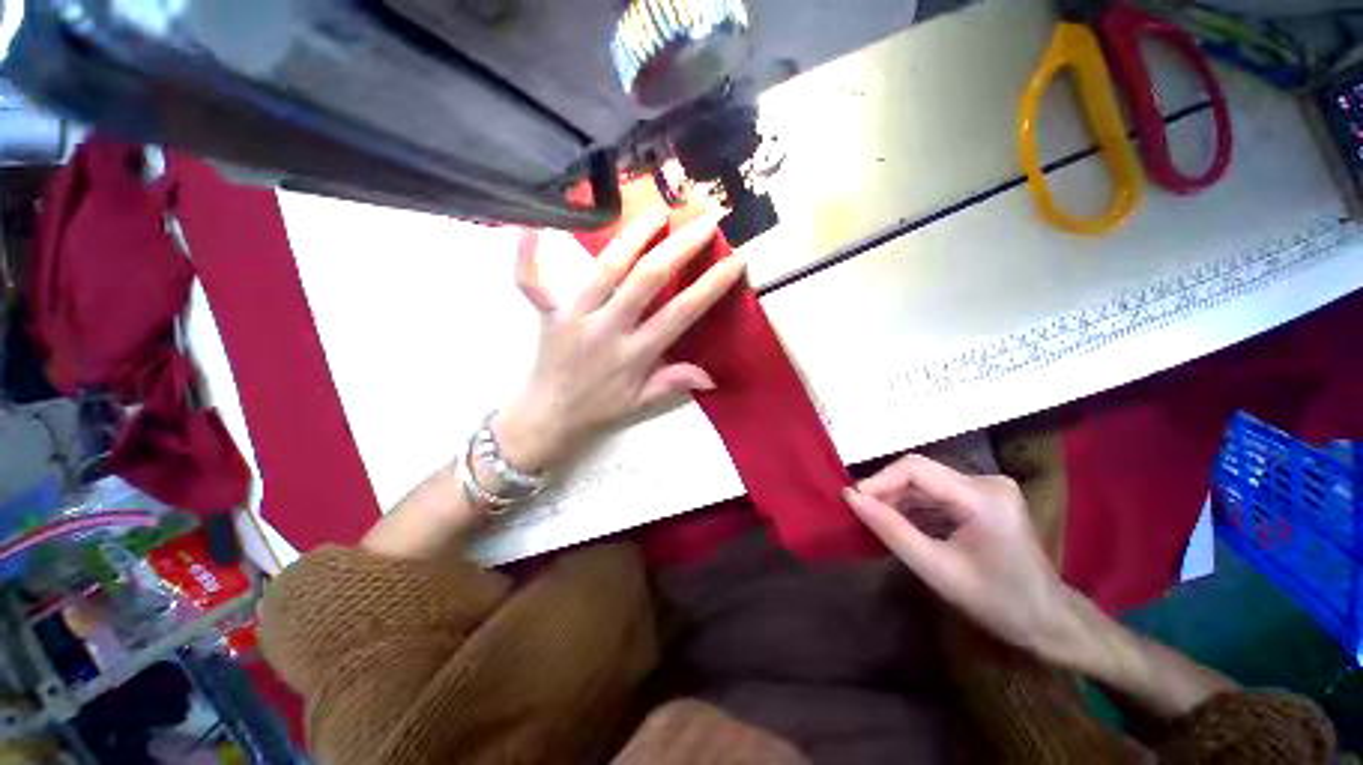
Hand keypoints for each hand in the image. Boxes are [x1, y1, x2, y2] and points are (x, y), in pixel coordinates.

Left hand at [496, 208, 745, 472]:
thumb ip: (673, 382)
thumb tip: (713, 377)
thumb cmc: (599, 408)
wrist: (547, 416)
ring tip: (657, 212)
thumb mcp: (641, 401)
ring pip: (605, 268)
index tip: (734, 261)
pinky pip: (531, 280)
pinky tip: (532, 222)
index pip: (680, 314)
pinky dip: (528, 251)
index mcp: (634, 353)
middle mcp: (607, 328)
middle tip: (703, 222)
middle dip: (679, 247)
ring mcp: (574, 316)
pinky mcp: (547, 312)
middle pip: (646, 280)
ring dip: (633, 236)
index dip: (709, 286)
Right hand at [843, 455, 1080, 661]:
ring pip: (926, 483)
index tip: (852, 499)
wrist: (1049, 622)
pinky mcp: (984, 498)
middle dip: (888, 492)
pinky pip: (938, 494)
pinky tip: (905, 527)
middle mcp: (986, 481)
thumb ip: (891, 529)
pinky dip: (916, 509)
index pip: (916, 468)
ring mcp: (987, 488)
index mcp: (982, 496)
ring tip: (879, 523)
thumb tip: (850, 497)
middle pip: (920, 474)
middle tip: (862, 514)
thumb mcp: (936, 569)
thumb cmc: (996, 602)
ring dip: (900, 501)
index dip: (879, 480)